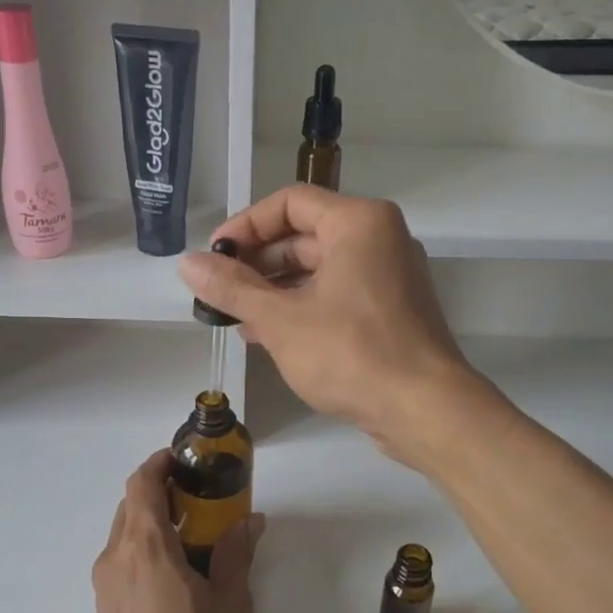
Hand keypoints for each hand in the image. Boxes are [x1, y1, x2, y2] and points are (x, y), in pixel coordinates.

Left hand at [92, 451, 262, 612]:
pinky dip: (146, 551)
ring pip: (125, 536)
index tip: (184, 460)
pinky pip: (122, 563)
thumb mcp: (231, 606)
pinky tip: (177, 576)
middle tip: (201, 499)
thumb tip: (250, 521)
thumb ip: (235, 556)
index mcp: (144, 548)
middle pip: (131, 507)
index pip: (140, 484)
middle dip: (161, 493)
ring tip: (194, 537)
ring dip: (153, 524)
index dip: (158, 464)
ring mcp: (104, 588)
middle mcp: (115, 560)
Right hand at [177, 187, 476, 461]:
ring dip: (274, 288)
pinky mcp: (390, 311)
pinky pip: (336, 294)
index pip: (289, 202)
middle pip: (305, 234)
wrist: (424, 410)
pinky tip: (266, 333)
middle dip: (257, 262)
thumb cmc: (352, 353)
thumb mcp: (281, 320)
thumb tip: (187, 264)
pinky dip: (301, 307)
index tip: (213, 256)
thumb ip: (232, 288)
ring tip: (234, 315)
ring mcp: (389, 276)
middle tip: (219, 290)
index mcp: (359, 222)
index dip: (245, 225)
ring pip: (319, 268)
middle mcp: (379, 239)